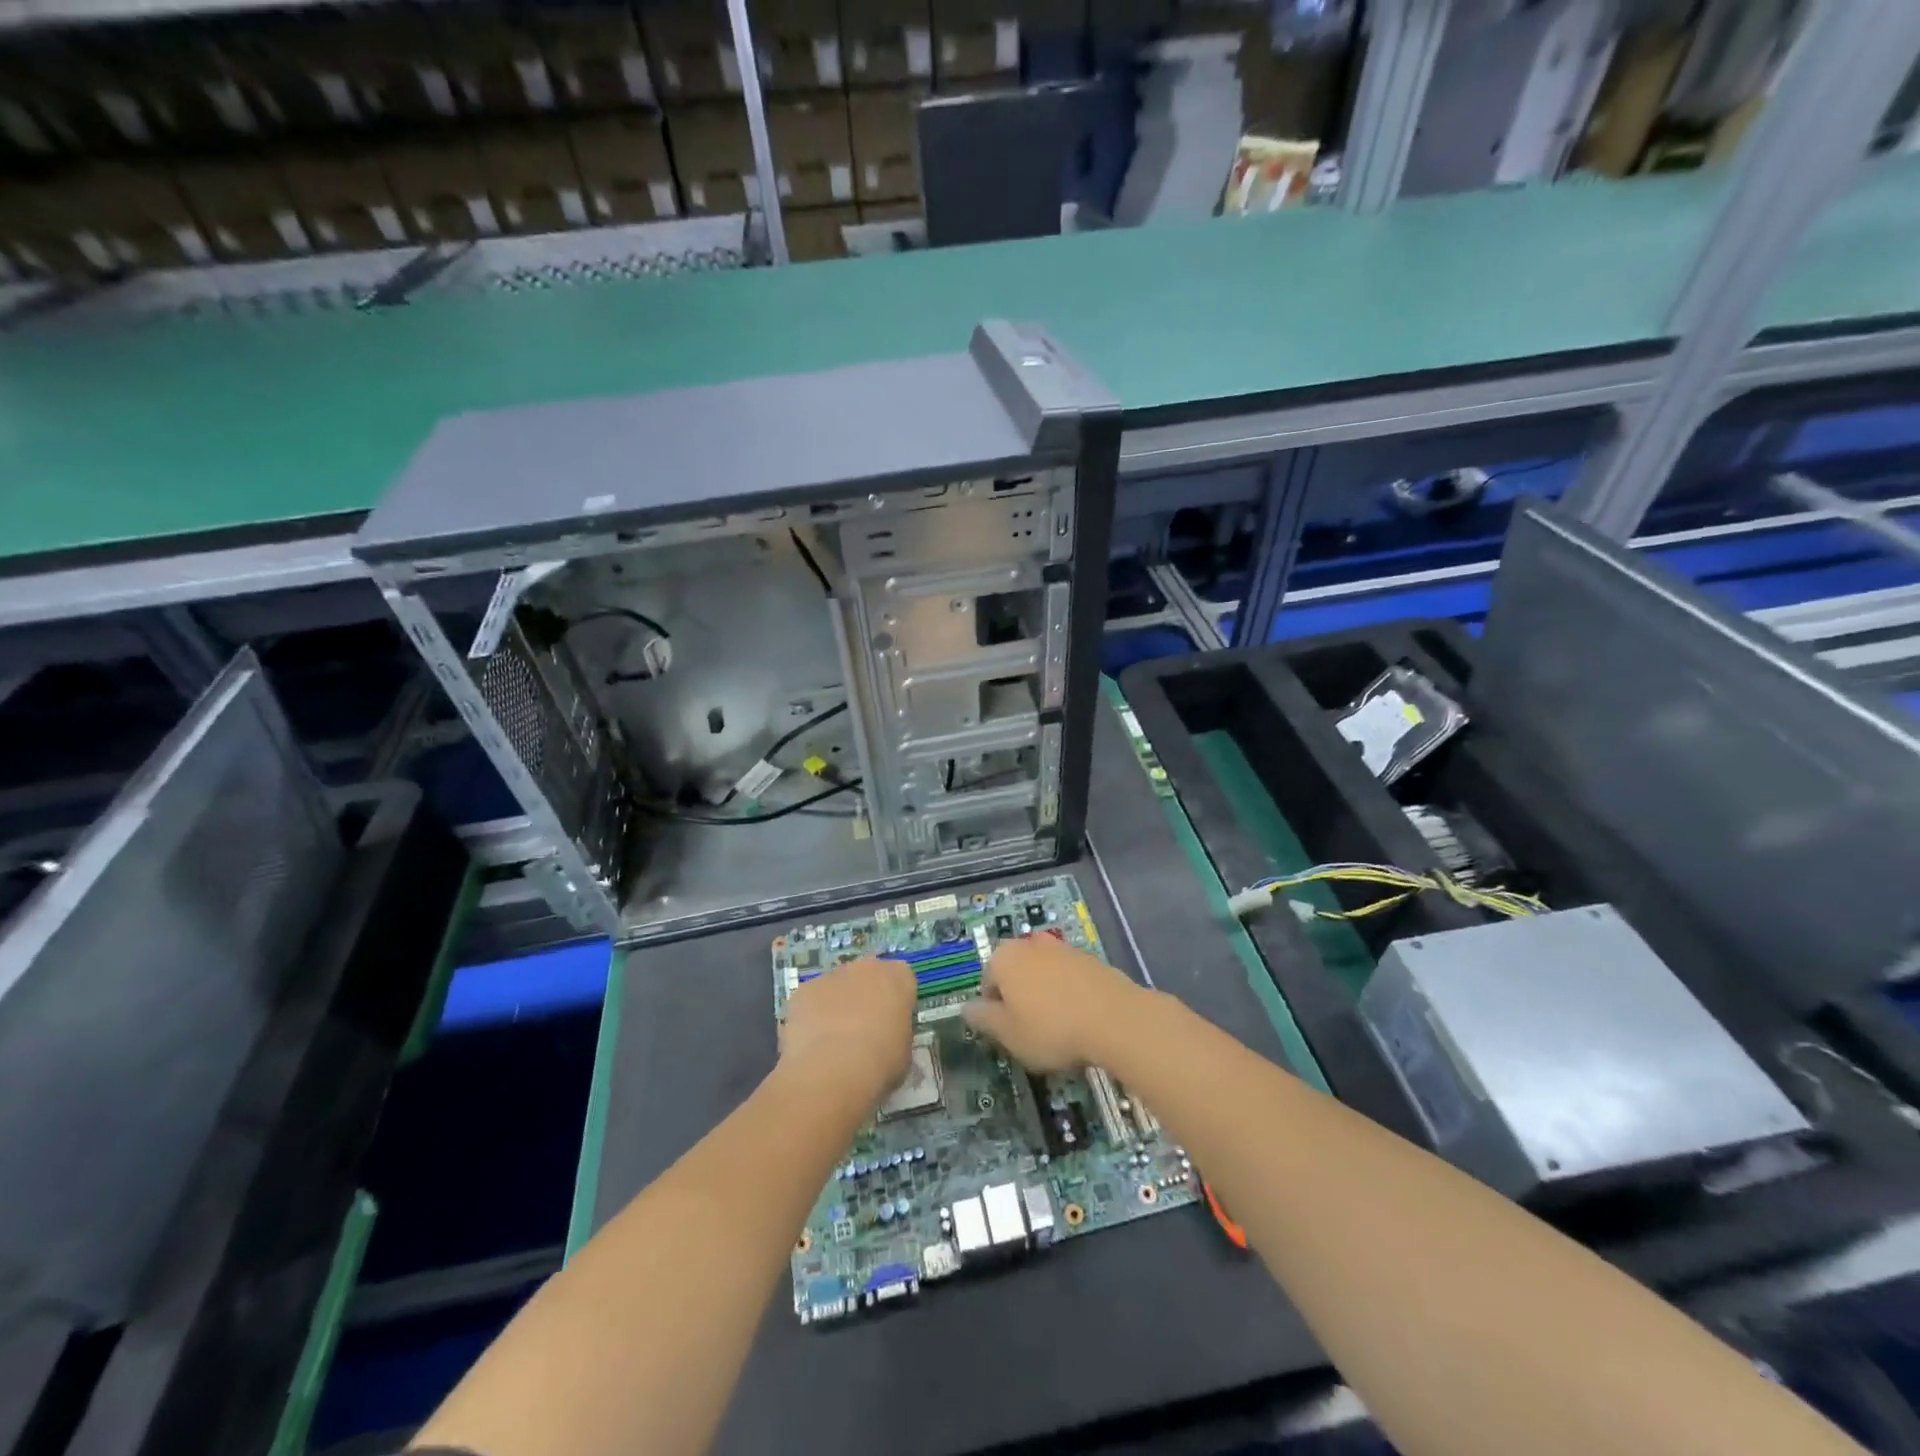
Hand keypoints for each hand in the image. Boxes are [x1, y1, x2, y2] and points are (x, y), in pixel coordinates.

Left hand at [779, 955, 916, 1111]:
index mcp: (898, 977)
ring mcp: (831, 975)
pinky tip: (811, 1045)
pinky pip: (810, 1001)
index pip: (901, 978)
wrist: (834, 1069)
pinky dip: (811, 1017)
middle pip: (867, 976)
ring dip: (836, 1005)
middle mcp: (866, 967)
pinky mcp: (803, 990)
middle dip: (864, 996)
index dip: (896, 1000)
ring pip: (836, 987)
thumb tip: (886, 1037)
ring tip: (833, 1043)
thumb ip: (896, 1032)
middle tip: (863, 1030)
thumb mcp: (904, 1050)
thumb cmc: (881, 1061)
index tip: (892, 1022)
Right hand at [963, 935, 1142, 1071]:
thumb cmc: (1051, 1028)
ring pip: (1043, 974)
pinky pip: (1068, 977)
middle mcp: (1030, 944)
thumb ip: (984, 1018)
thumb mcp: (1008, 1033)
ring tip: (1059, 1026)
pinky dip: (1069, 993)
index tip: (1009, 1034)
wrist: (1114, 1018)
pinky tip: (1080, 1018)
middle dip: (1020, 998)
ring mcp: (1062, 948)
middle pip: (1015, 973)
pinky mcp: (1089, 958)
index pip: (987, 983)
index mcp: (1004, 958)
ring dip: (1045, 994)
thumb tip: (966, 1007)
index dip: (995, 1011)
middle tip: (1031, 1030)